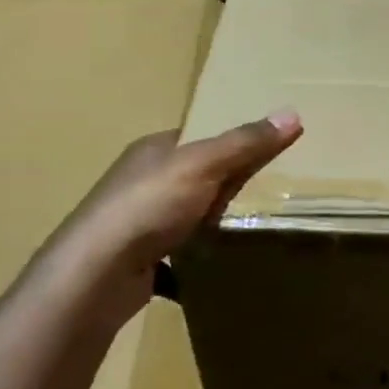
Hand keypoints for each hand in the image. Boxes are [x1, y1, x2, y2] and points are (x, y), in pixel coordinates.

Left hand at [39, 112, 302, 318]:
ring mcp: (134, 222)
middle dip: (224, 186)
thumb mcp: (204, 165)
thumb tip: (293, 113)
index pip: (198, 137)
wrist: (95, 275)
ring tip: (247, 230)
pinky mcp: (135, 259)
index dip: (231, 143)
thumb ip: (245, 143)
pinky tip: (215, 266)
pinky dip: (194, 258)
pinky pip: (174, 252)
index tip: (266, 156)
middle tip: (266, 195)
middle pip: (194, 176)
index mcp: (153, 150)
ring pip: (184, 215)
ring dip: (209, 222)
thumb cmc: (149, 206)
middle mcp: (140, 181)